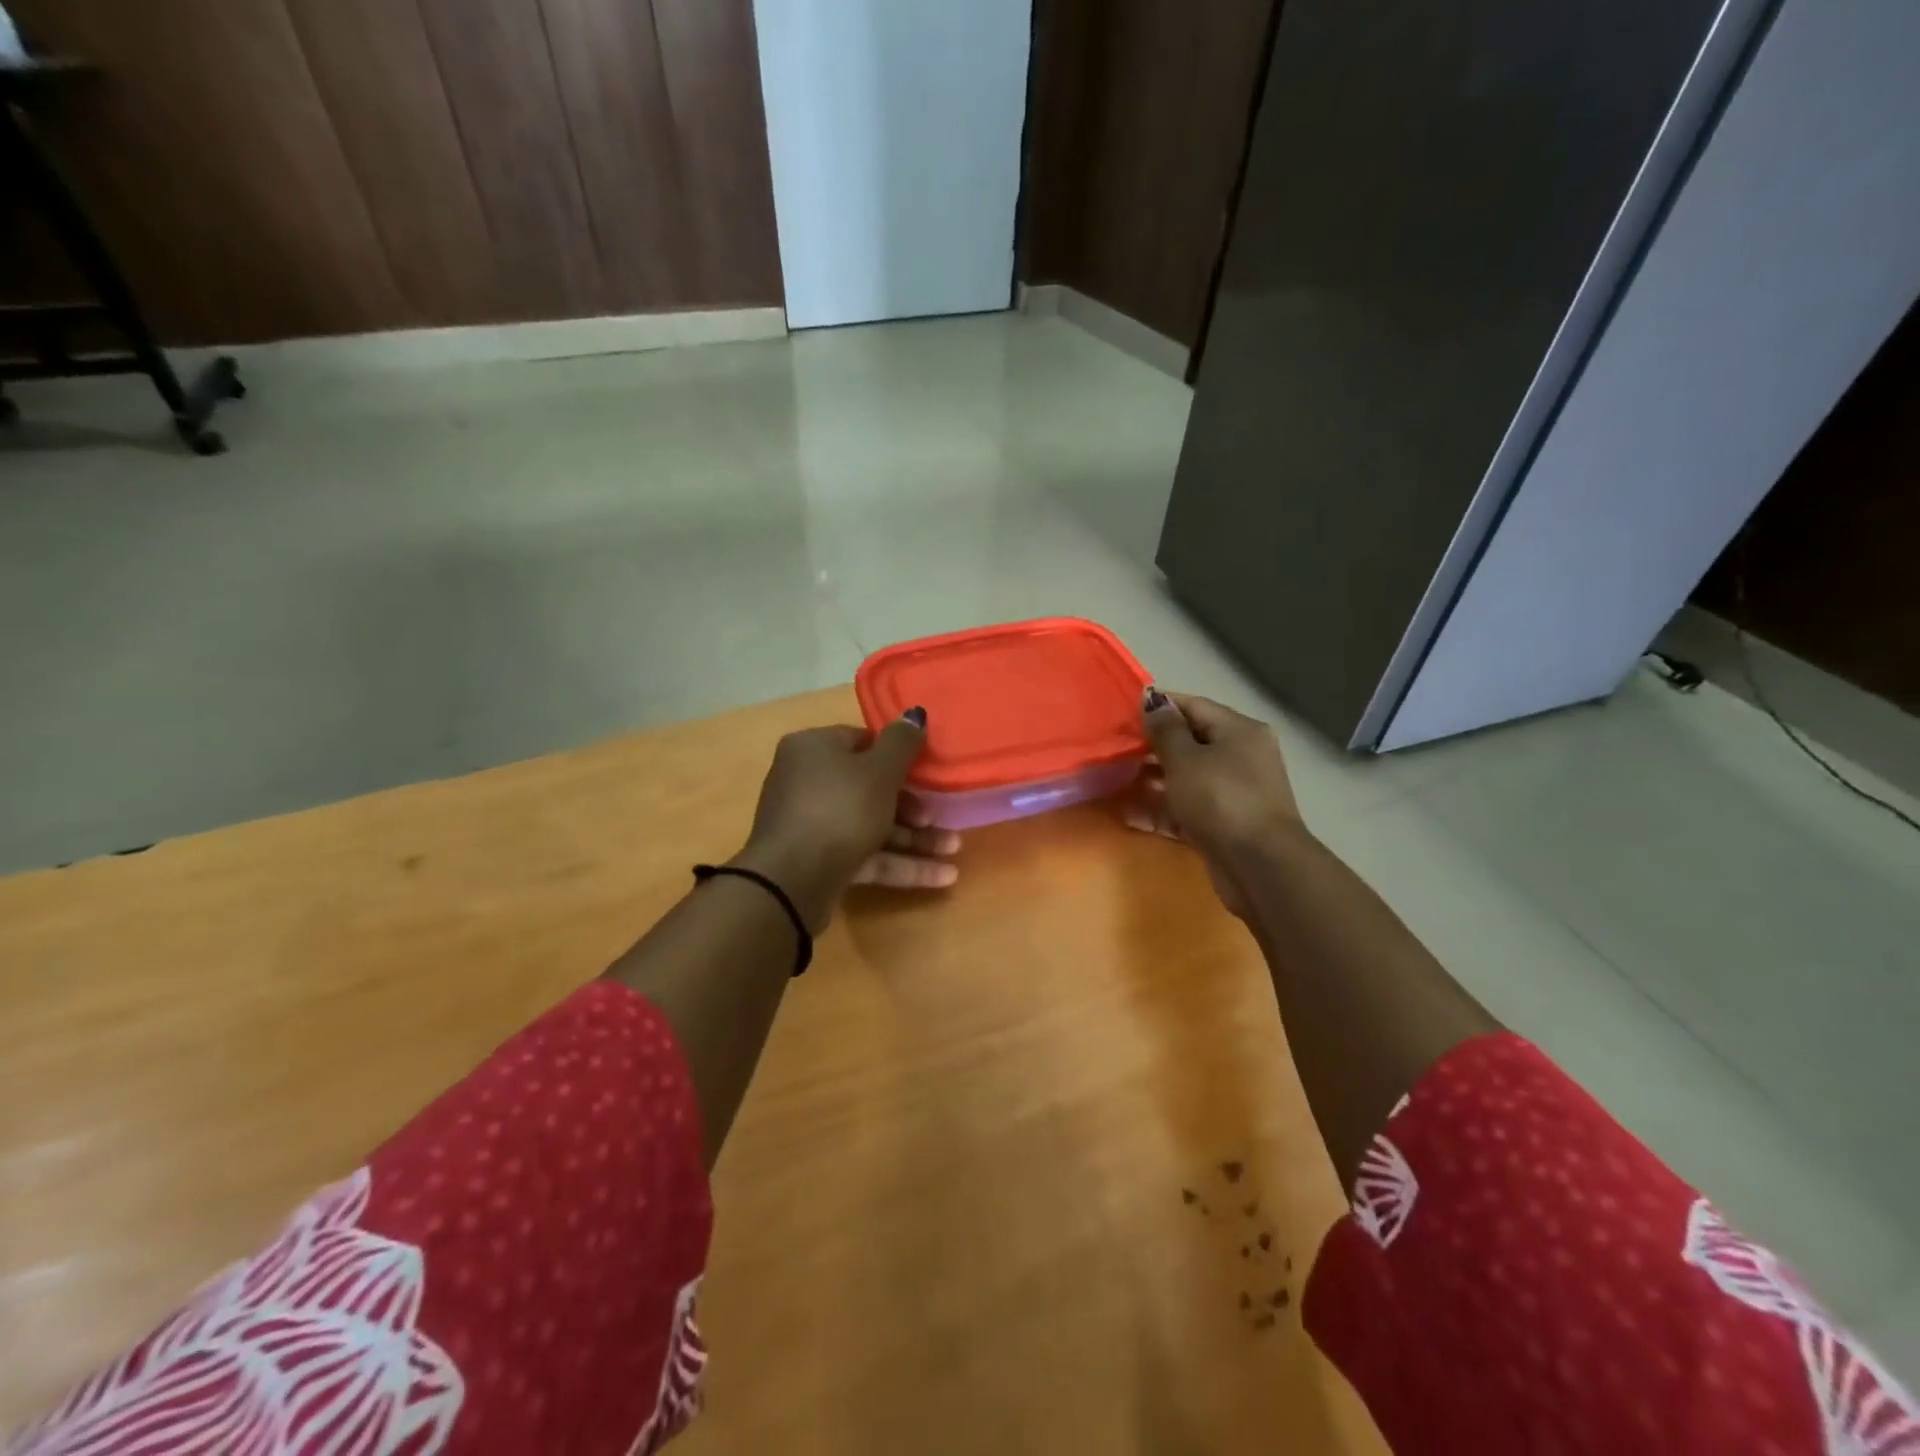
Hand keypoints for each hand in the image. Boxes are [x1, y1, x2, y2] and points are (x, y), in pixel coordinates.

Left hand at [730, 709, 960, 931]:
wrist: (792, 881)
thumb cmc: (839, 809)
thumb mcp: (879, 771)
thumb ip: (902, 743)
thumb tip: (914, 714)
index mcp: (813, 749)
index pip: (861, 741)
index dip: (897, 755)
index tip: (927, 770)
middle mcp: (807, 781)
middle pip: (868, 787)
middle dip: (912, 805)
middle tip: (940, 817)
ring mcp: (812, 824)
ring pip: (871, 825)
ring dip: (914, 838)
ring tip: (954, 849)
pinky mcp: (819, 862)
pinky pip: (865, 855)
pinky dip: (900, 863)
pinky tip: (942, 876)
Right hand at [1124, 689, 1303, 917]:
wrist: (1259, 866)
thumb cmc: (1220, 800)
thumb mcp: (1186, 759)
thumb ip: (1165, 730)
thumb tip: (1153, 702)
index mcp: (1238, 730)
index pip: (1193, 706)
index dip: (1157, 707)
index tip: (1122, 714)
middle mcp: (1241, 756)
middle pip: (1190, 743)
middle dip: (1151, 747)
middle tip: (1113, 751)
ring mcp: (1234, 792)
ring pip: (1186, 778)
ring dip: (1152, 780)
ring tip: (1113, 782)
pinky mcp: (1224, 823)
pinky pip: (1187, 808)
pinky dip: (1162, 809)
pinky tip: (1129, 814)